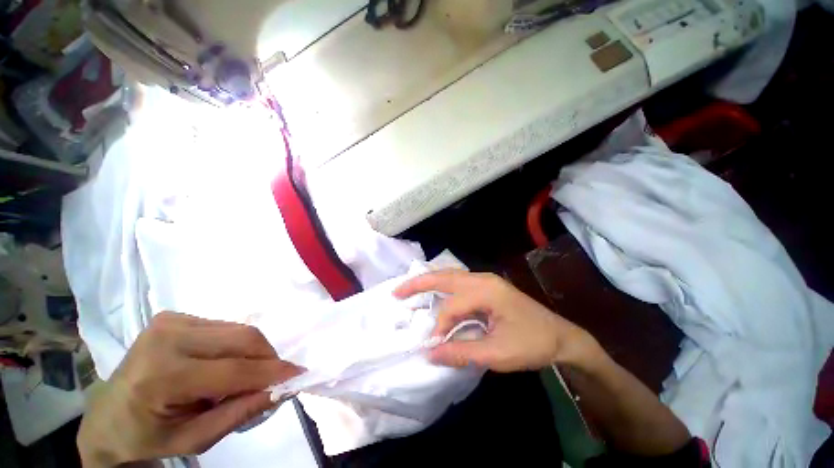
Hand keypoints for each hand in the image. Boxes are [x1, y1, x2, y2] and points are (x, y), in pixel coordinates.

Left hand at [78, 312, 302, 466]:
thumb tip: (281, 390)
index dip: (272, 372)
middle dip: (267, 357)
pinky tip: (224, 363)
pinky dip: (237, 346)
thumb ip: (239, 413)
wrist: (107, 416)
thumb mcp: (193, 439)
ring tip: (244, 375)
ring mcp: (170, 321)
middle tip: (274, 377)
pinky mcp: (175, 316)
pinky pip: (226, 327)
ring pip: (238, 330)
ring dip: (253, 352)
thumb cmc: (148, 435)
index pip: (233, 370)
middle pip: (242, 338)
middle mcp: (166, 337)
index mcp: (161, 375)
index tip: (300, 374)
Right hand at [394, 270, 600, 371]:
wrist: (561, 337)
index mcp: (487, 291)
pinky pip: (458, 281)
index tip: (433, 345)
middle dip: (419, 283)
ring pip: (450, 275)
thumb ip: (461, 351)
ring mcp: (485, 280)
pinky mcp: (487, 286)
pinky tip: (433, 291)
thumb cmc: (532, 344)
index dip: (439, 326)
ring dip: (429, 281)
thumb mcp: (496, 354)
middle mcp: (483, 279)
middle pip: (444, 276)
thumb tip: (430, 353)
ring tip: (409, 288)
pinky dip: (441, 286)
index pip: (452, 306)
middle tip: (397, 292)